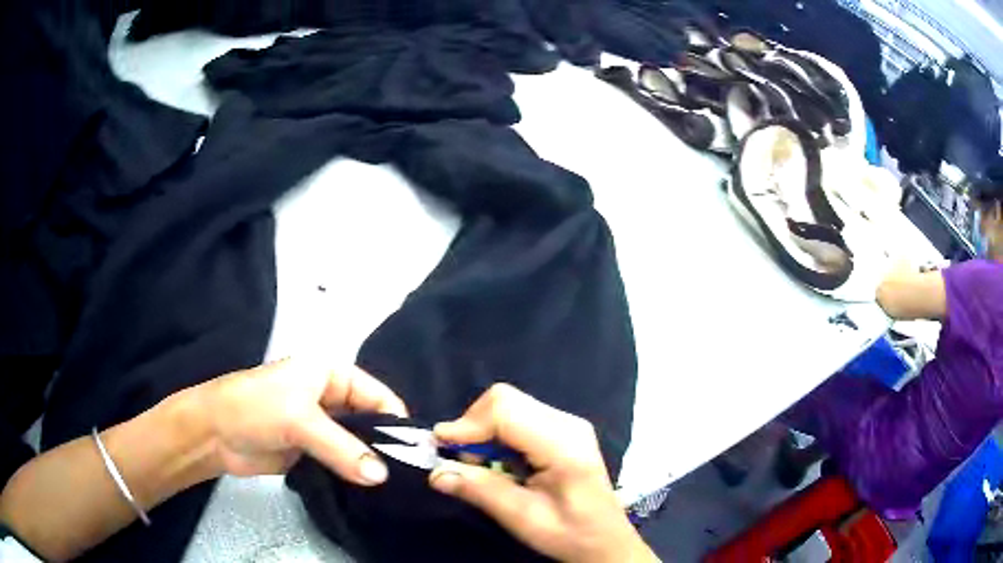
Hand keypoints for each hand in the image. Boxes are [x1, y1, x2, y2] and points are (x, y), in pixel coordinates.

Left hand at [199, 358, 407, 484]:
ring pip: (357, 445)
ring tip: (392, 489)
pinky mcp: (313, 452)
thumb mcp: (300, 420)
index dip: (396, 422)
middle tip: (407, 477)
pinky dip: (354, 475)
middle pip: (371, 422)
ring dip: (370, 464)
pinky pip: (342, 462)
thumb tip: (382, 477)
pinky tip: (369, 491)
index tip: (414, 455)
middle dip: (386, 447)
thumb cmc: (255, 408)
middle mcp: (331, 398)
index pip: (377, 395)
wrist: (214, 433)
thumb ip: (342, 448)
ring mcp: (321, 427)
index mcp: (332, 374)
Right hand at [428, 384, 657, 562]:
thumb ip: (481, 491)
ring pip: (509, 405)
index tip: (439, 447)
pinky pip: (518, 417)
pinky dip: (496, 434)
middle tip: (462, 462)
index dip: (467, 425)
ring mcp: (566, 423)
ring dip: (483, 431)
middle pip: (505, 400)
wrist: (605, 540)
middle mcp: (566, 423)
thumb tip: (436, 473)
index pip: (506, 411)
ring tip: (480, 467)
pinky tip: (499, 463)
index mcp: (563, 444)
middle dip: (473, 426)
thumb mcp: (523, 519)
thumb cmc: (570, 533)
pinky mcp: (561, 430)